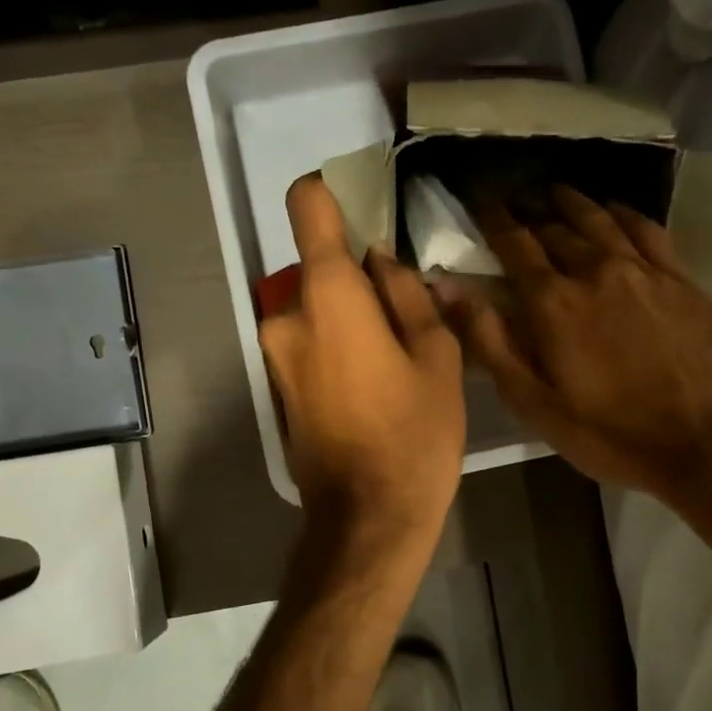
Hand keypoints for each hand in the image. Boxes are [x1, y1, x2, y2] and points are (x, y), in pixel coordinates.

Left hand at [259, 174, 466, 549]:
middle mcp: (286, 316)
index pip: (307, 207)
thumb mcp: (436, 356)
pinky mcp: (278, 388)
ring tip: (398, 355)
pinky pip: (309, 343)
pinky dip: (337, 345)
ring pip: (316, 309)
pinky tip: (374, 383)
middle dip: (359, 278)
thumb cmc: (414, 434)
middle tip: (407, 311)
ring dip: (351, 316)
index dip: (332, 192)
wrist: (367, 518)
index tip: (364, 204)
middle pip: (320, 268)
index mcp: (327, 296)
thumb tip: (382, 262)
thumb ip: (407, 294)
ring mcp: (275, 356)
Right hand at [436, 186, 711, 503]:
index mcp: (553, 302)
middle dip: (530, 215)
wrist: (708, 441)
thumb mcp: (533, 401)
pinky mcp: (683, 279)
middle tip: (516, 209)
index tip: (480, 201)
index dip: (493, 219)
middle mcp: (596, 270)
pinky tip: (616, 212)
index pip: (514, 243)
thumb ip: (489, 340)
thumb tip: (447, 286)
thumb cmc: (609, 433)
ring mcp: (645, 270)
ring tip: (557, 193)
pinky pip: (647, 229)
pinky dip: (624, 214)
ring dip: (573, 204)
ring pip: (601, 220)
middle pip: (556, 229)